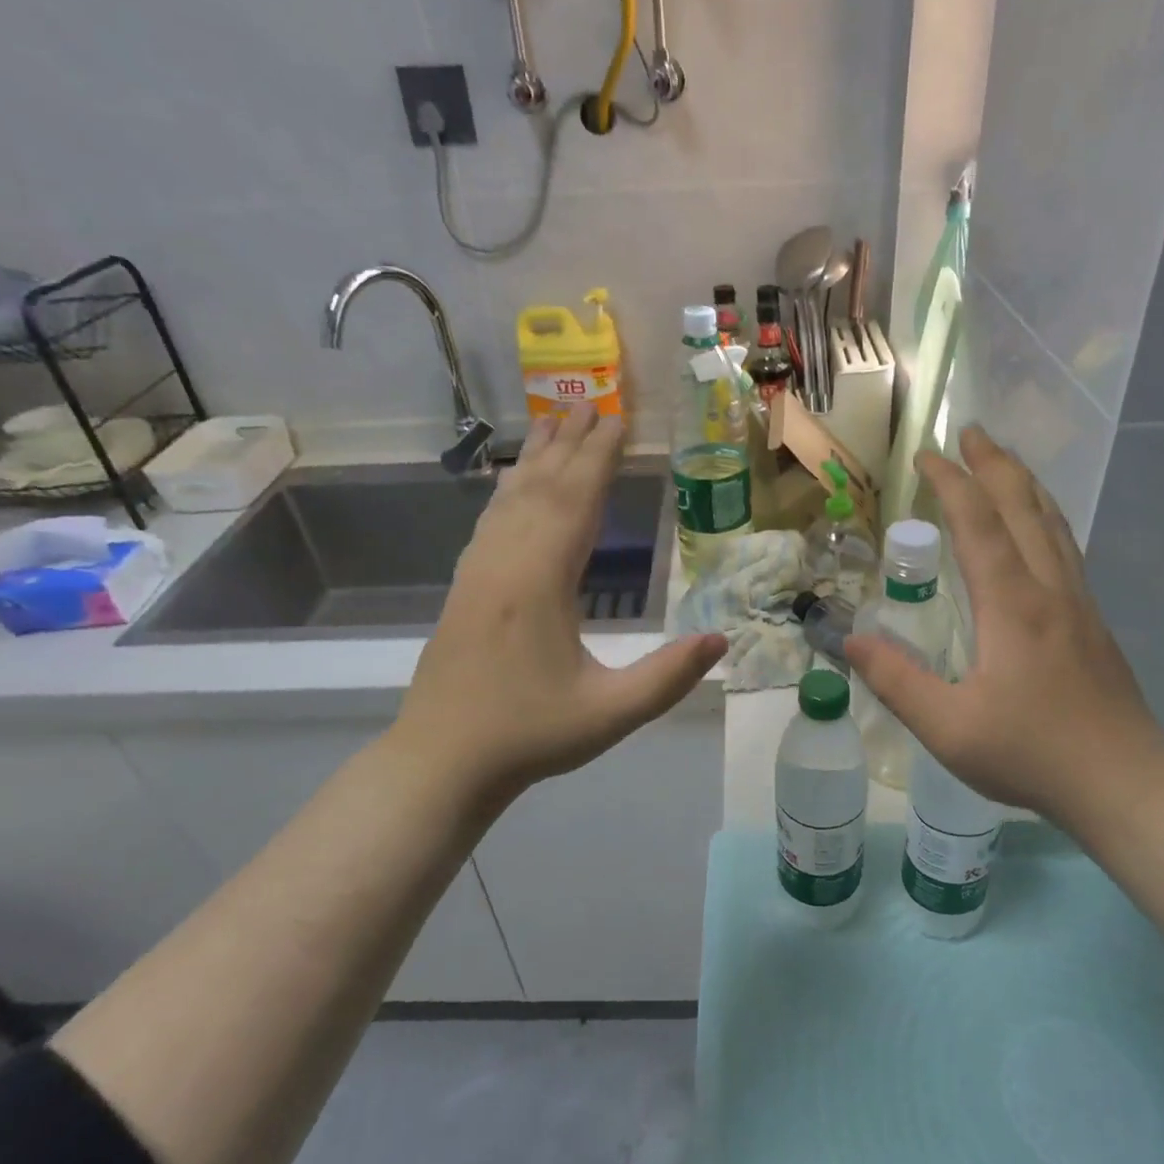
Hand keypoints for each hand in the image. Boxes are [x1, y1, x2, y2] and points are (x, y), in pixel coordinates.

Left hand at [393, 406, 726, 823]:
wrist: (441, 761)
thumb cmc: (528, 736)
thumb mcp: (609, 714)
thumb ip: (668, 676)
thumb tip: (723, 639)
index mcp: (540, 581)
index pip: (576, 500)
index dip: (600, 457)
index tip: (619, 417)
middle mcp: (505, 561)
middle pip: (542, 487)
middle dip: (571, 443)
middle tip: (595, 403)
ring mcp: (478, 571)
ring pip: (511, 498)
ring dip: (538, 458)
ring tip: (556, 423)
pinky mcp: (464, 587)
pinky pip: (491, 520)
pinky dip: (509, 490)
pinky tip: (510, 483)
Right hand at [845, 425, 1163, 827]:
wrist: (1124, 781)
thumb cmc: (1031, 752)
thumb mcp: (948, 727)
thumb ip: (896, 681)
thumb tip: (850, 641)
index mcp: (1012, 605)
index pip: (978, 524)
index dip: (951, 483)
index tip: (926, 455)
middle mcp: (1049, 589)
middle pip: (1024, 507)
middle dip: (995, 465)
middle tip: (972, 432)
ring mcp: (1078, 602)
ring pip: (1054, 523)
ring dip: (1025, 485)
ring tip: (1004, 461)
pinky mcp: (1092, 621)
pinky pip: (1066, 547)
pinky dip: (1046, 517)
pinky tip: (1039, 527)